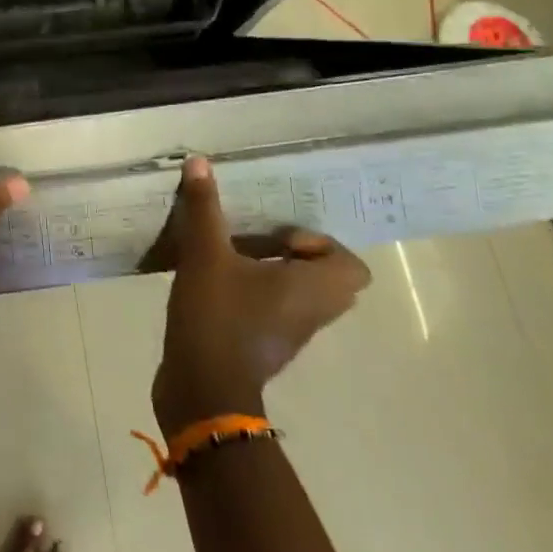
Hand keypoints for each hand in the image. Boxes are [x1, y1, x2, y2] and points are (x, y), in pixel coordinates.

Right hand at [140, 157, 370, 428]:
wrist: (202, 390)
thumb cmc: (217, 317)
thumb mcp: (205, 254)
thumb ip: (204, 209)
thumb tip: (200, 161)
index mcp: (312, 289)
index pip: (353, 266)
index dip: (322, 245)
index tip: (279, 238)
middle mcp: (311, 313)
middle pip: (328, 280)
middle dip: (297, 256)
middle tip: (259, 241)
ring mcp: (289, 333)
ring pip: (301, 296)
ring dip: (275, 273)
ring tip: (234, 255)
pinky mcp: (263, 346)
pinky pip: (275, 311)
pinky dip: (257, 293)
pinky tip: (218, 280)